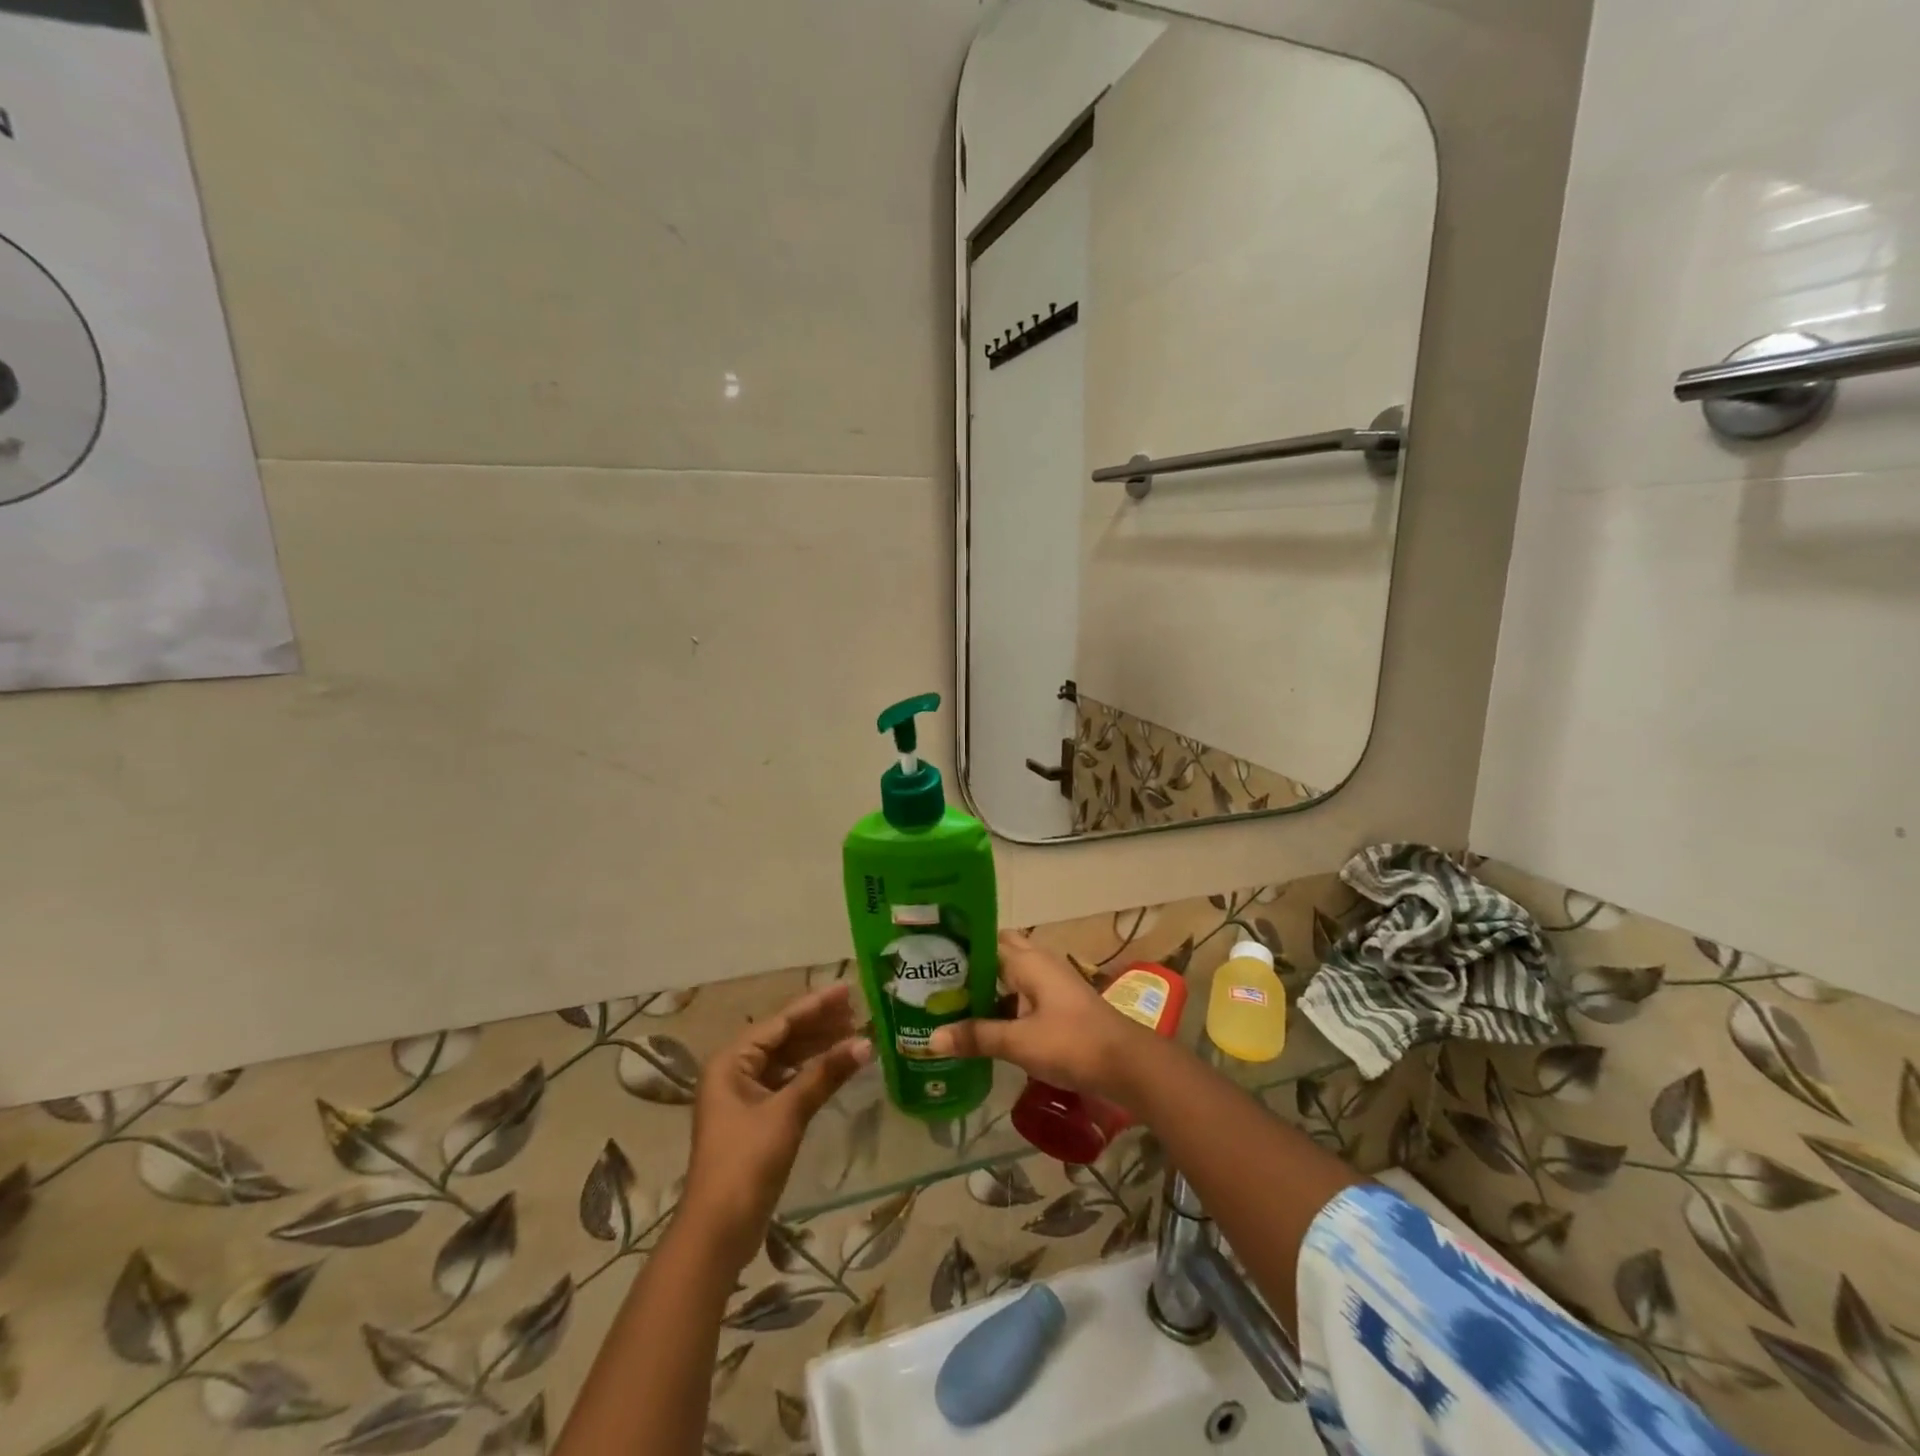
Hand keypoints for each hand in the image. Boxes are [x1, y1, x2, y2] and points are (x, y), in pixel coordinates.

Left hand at [680, 983, 871, 1270]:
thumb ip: (826, 1073)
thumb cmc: (746, 1163)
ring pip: (786, 1059)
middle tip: (858, 1011)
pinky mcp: (755, 1117)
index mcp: (731, 1061)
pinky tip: (835, 1067)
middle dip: (819, 1025)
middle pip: (783, 1037)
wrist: (718, 1231)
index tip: (847, 989)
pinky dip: (811, 1072)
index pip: (780, 1022)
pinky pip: (787, 1081)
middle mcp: (733, 1071)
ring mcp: (743, 1095)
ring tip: (854, 1034)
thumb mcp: (788, 1113)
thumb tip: (867, 1042)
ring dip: (818, 1048)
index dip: (816, 1005)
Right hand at [927, 930, 1154, 1103]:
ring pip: (1011, 974)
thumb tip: (930, 1040)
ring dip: (986, 985)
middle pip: (999, 953)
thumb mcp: (1019, 1042)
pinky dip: (1003, 1003)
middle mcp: (1039, 963)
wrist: (1127, 1064)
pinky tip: (984, 1024)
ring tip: (950, 1001)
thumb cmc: (1072, 1043)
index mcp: (1028, 960)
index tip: (928, 954)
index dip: (959, 944)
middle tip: (936, 981)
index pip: (986, 939)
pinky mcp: (1059, 1004)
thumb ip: (976, 1037)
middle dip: (971, 964)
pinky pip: (1022, 994)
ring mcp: (1052, 983)